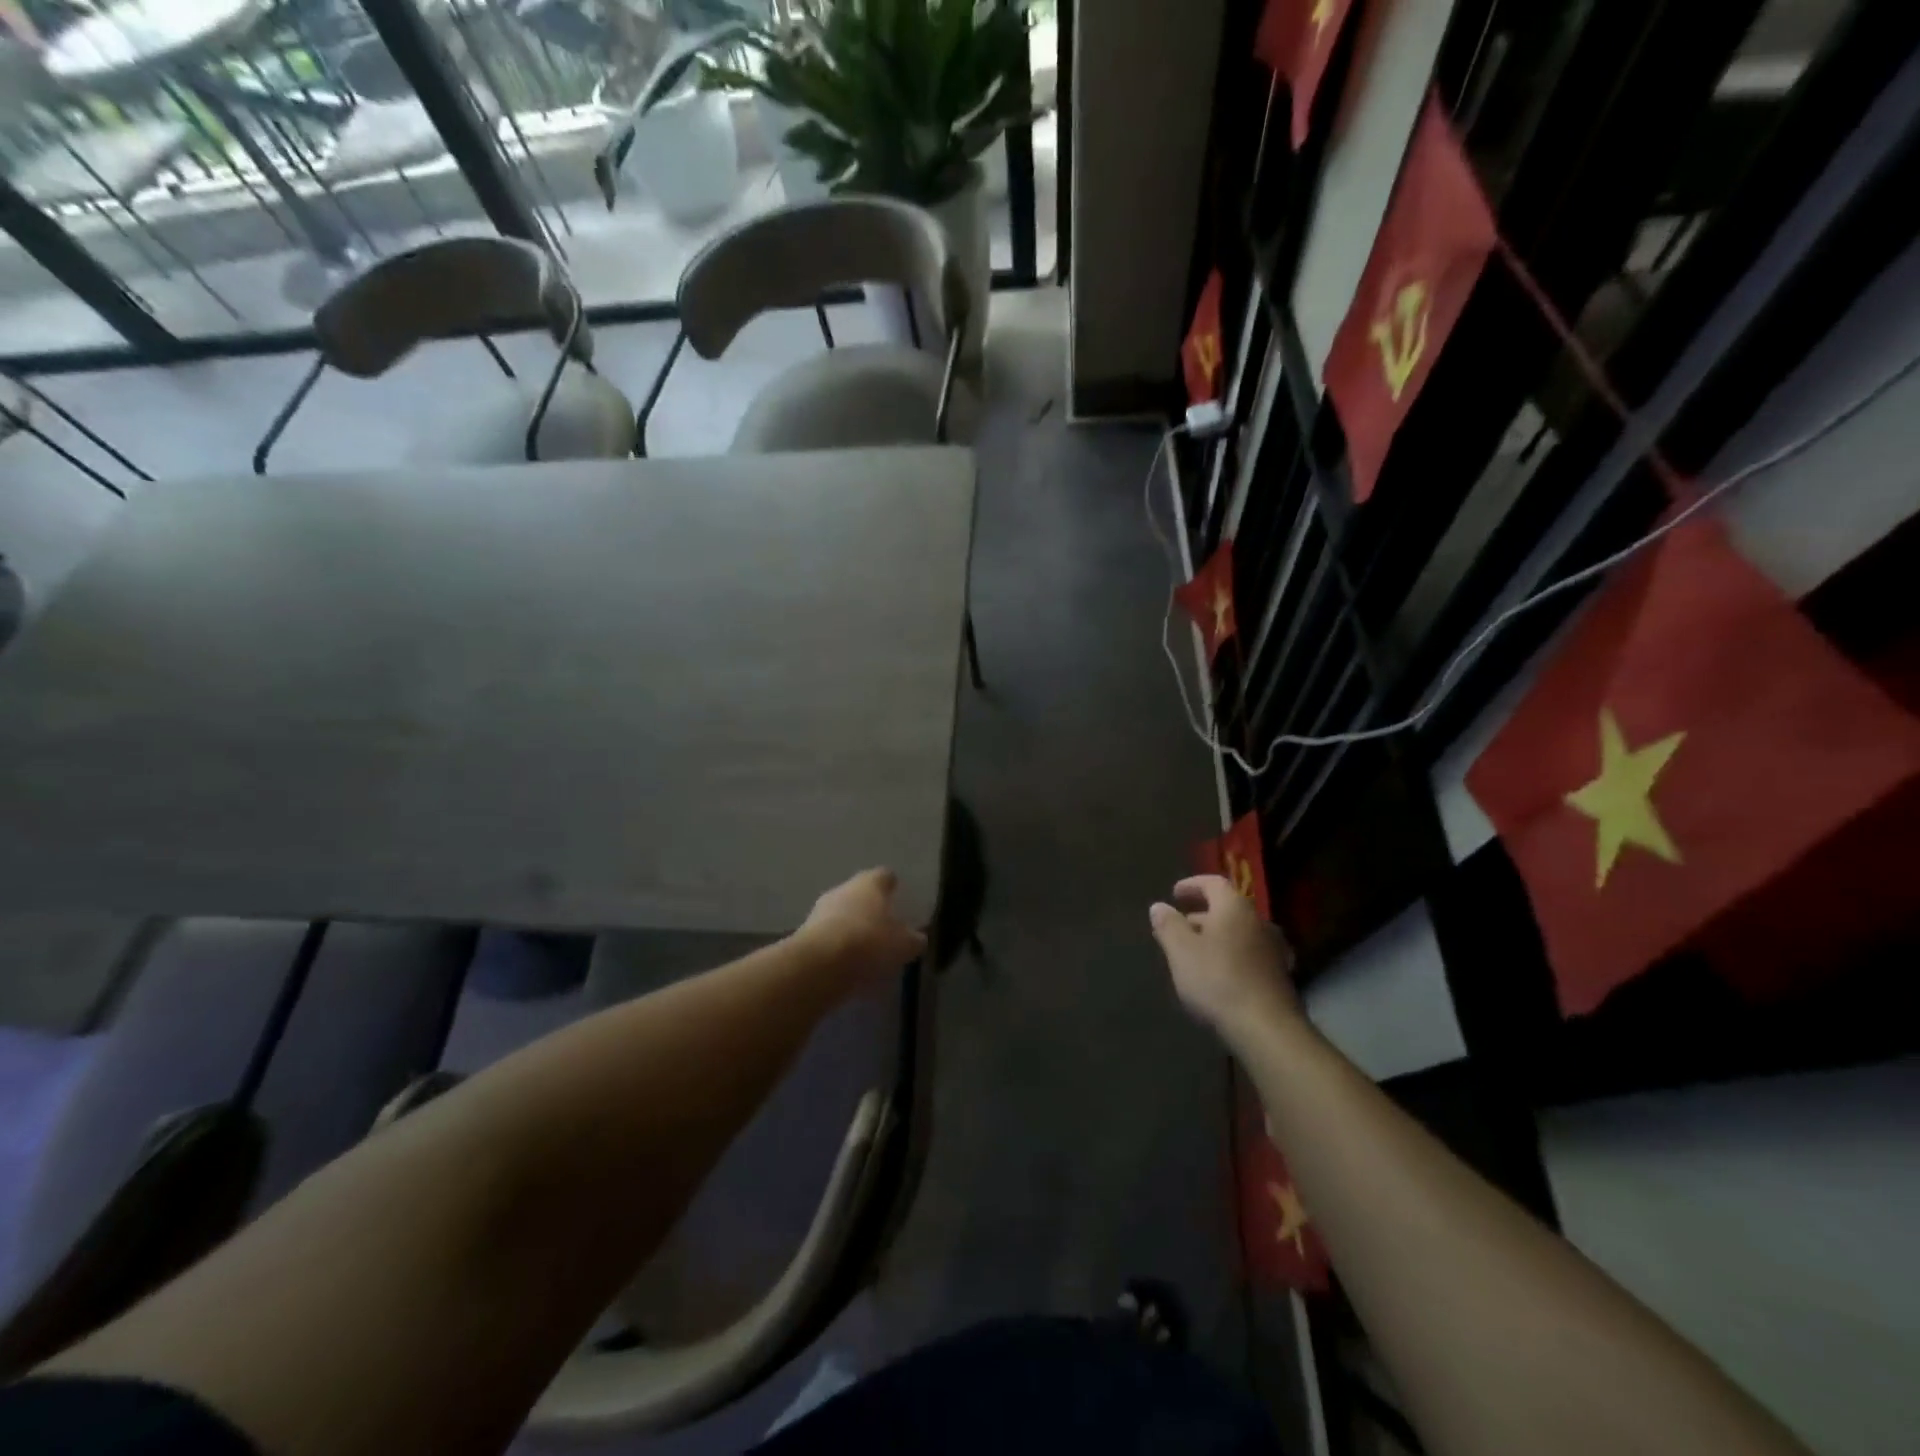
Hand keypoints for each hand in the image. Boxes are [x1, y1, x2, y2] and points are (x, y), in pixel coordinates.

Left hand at [798, 868, 927, 993]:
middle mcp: (843, 889)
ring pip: (841, 914)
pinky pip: (828, 936)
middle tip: (884, 926)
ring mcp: (820, 910)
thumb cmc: (869, 943)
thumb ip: (913, 940)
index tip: (897, 895)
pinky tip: (847, 964)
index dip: (892, 886)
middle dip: (870, 909)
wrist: (819, 965)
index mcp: (870, 883)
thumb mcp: (903, 945)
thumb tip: (917, 938)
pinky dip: (838, 946)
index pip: (884, 876)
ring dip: (851, 927)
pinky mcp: (805, 934)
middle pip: (860, 894)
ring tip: (866, 950)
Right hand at [1149, 876, 1297, 1033]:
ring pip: (1238, 933)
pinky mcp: (1279, 976)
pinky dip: (1231, 956)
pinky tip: (1219, 975)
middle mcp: (1258, 921)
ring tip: (1195, 953)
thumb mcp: (1181, 951)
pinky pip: (1249, 955)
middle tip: (1179, 927)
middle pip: (1227, 909)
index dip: (1192, 885)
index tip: (1175, 893)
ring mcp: (1272, 949)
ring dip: (1216, 937)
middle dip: (1201, 915)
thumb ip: (1168, 925)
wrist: (1267, 1028)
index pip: (1214, 883)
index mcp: (1234, 908)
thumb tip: (1159, 906)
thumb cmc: (1218, 980)